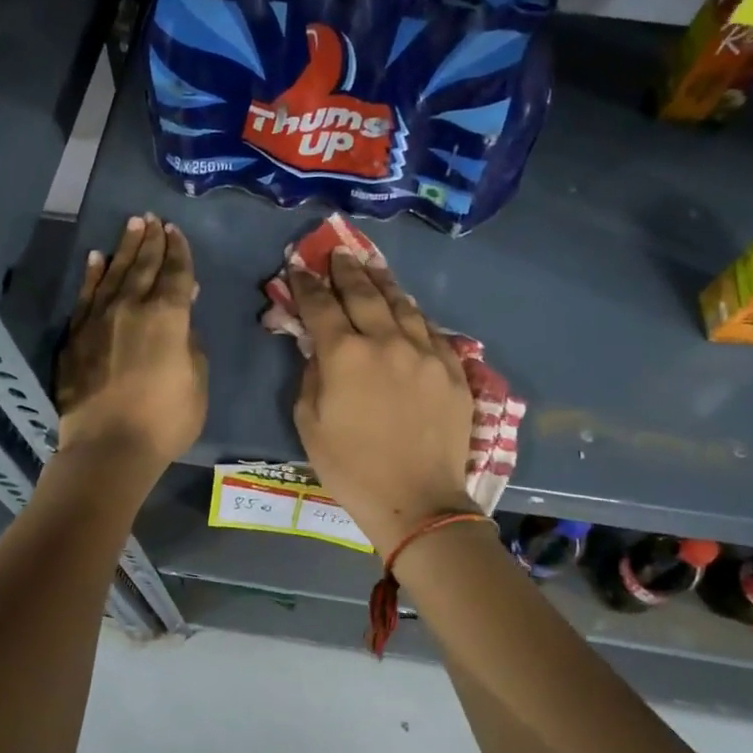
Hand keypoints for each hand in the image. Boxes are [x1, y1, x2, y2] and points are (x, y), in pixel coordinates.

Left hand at [55, 213, 206, 470]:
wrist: (107, 447)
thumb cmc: (165, 420)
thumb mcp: (197, 382)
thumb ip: (192, 341)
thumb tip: (184, 311)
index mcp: (168, 316)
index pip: (176, 273)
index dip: (179, 250)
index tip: (176, 231)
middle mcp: (132, 307)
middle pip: (144, 265)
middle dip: (151, 240)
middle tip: (153, 219)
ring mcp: (99, 318)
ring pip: (115, 273)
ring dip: (125, 248)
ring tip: (132, 225)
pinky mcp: (76, 335)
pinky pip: (87, 295)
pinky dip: (94, 274)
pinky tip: (97, 258)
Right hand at [289, 250, 475, 553]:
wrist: (416, 500)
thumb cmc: (351, 467)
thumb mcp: (309, 423)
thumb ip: (312, 375)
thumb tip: (318, 348)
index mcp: (346, 354)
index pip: (321, 305)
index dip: (307, 284)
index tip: (299, 267)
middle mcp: (387, 341)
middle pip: (365, 293)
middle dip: (347, 270)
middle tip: (338, 252)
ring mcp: (426, 352)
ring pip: (403, 304)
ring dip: (383, 282)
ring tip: (372, 266)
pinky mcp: (453, 369)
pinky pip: (431, 329)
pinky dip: (414, 314)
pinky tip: (408, 308)